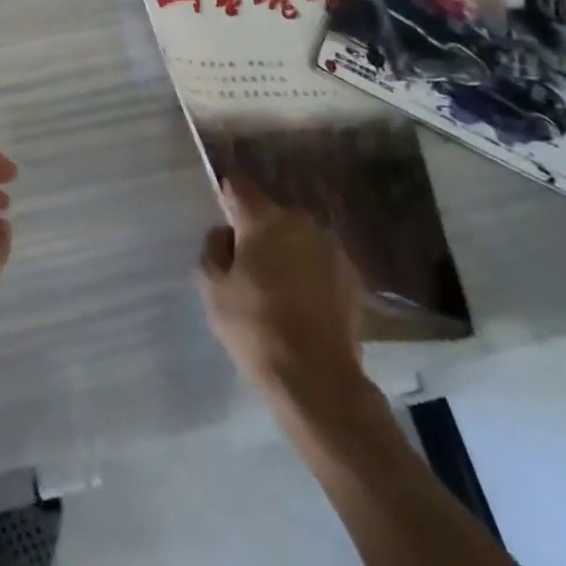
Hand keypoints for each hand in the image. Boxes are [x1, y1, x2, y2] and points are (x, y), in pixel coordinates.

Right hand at [197, 176, 373, 423]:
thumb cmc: (255, 326)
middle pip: (270, 214)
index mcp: (263, 218)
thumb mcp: (212, 287)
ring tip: (277, 286)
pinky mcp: (353, 276)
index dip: (226, 193)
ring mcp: (331, 248)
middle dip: (258, 229)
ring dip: (286, 250)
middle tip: (247, 262)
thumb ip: (213, 248)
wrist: (318, 379)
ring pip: (298, 238)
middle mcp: (300, 222)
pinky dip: (309, 271)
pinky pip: (320, 261)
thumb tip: (226, 233)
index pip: (238, 186)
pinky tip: (302, 302)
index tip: (220, 209)